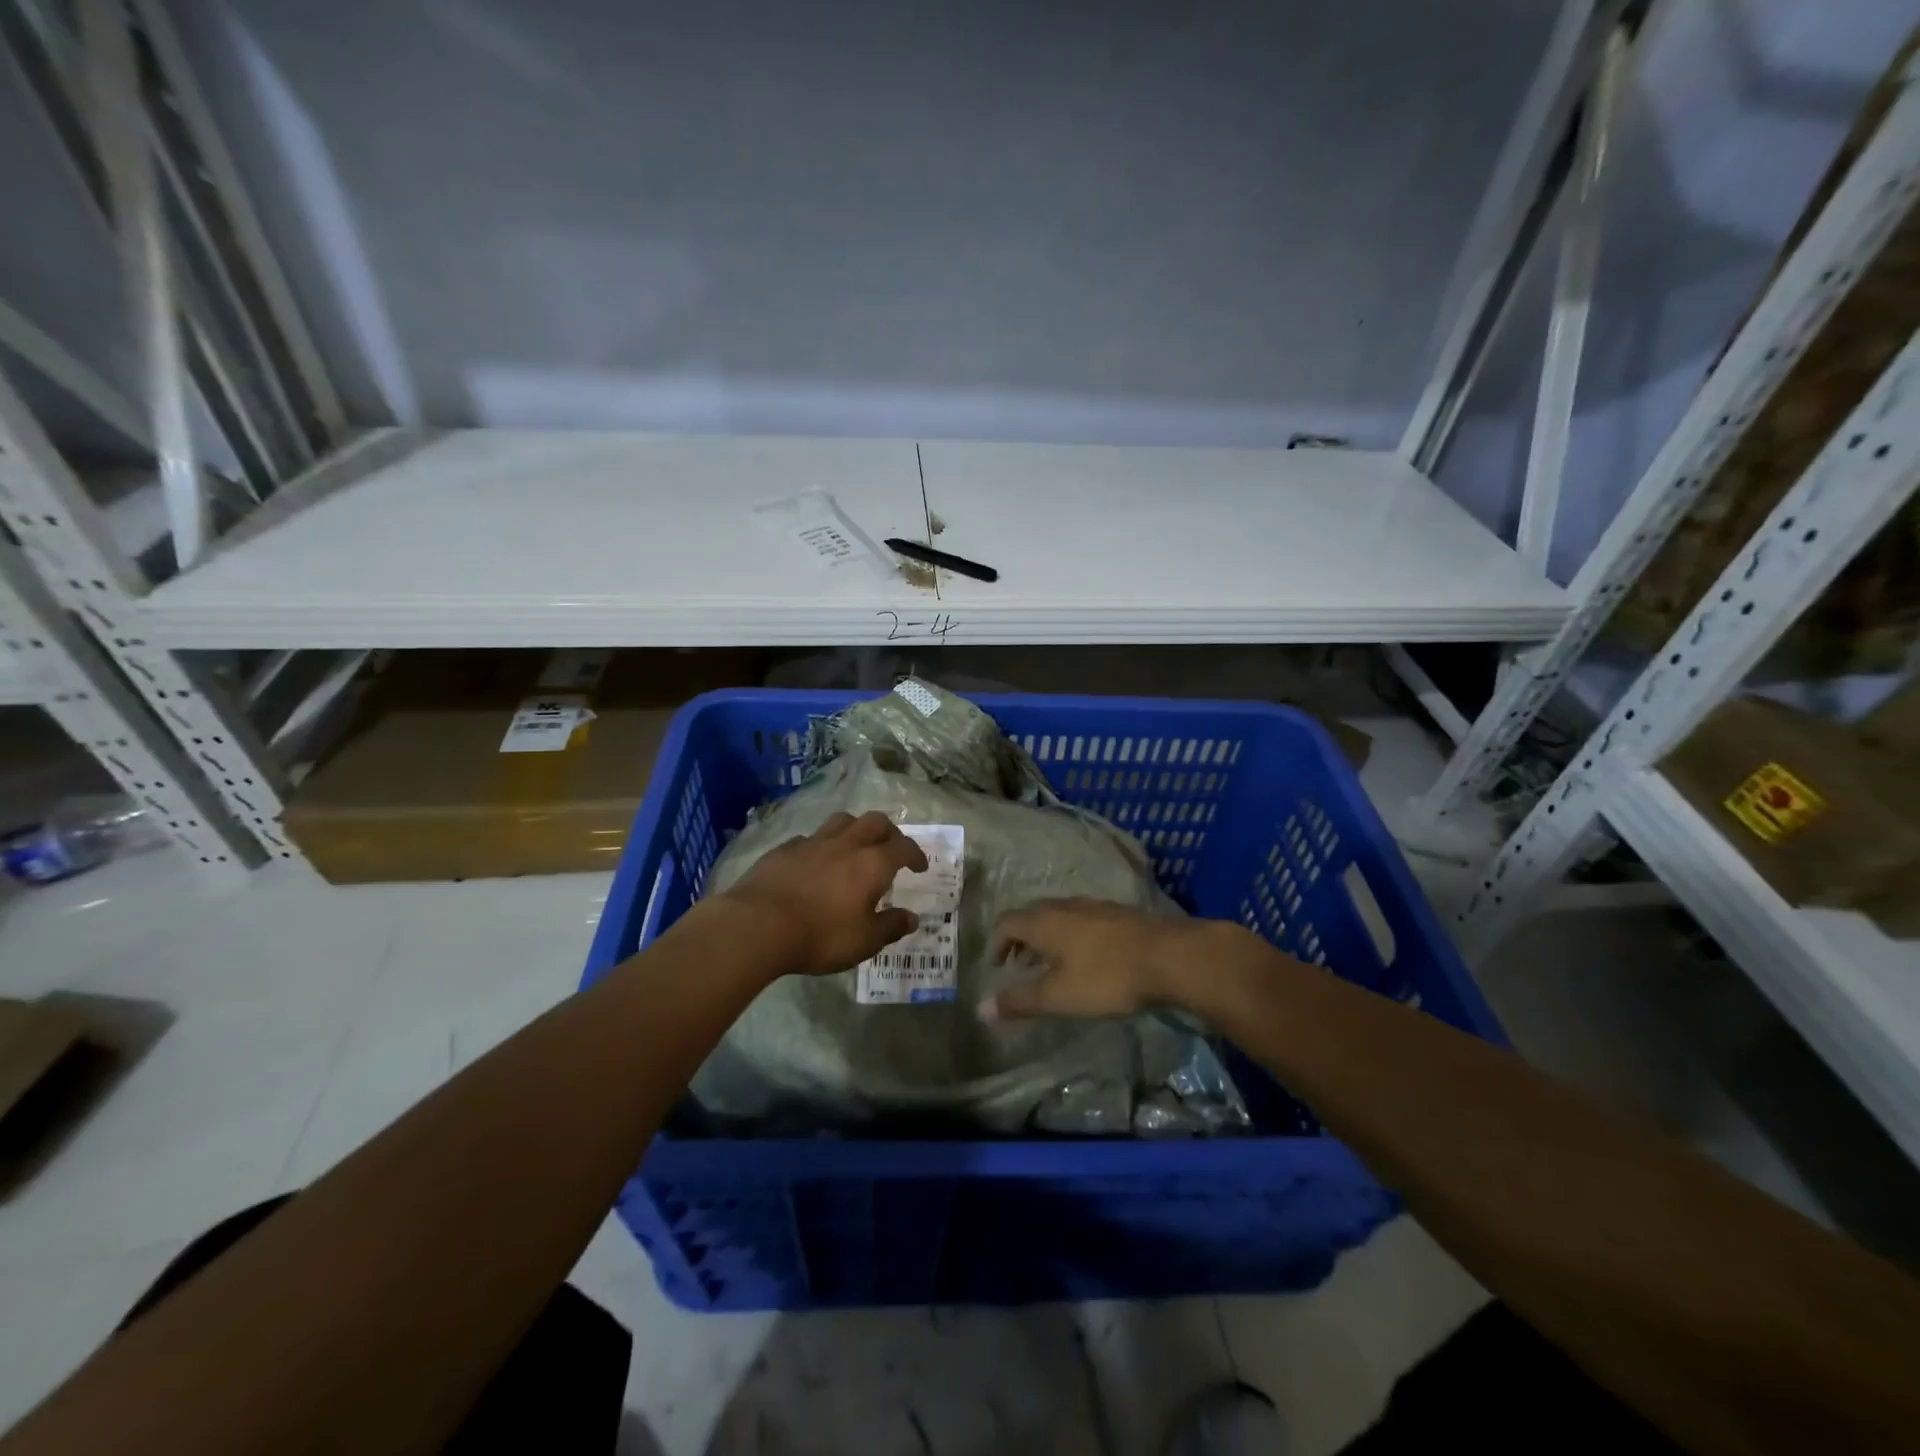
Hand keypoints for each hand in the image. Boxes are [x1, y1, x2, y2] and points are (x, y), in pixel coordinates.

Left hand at [720, 811, 928, 977]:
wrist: (758, 924)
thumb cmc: (820, 935)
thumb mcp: (864, 941)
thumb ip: (890, 927)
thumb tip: (912, 918)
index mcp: (872, 863)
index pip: (903, 847)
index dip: (915, 854)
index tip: (920, 866)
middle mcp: (846, 844)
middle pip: (875, 822)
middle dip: (889, 832)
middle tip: (892, 848)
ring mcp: (813, 842)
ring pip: (842, 821)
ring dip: (856, 829)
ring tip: (856, 846)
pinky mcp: (784, 848)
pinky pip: (811, 838)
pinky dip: (822, 845)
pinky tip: (816, 861)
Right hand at [984, 898, 1222, 1020]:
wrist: (1171, 956)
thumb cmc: (1107, 977)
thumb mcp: (1059, 996)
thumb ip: (1020, 1001)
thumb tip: (981, 1007)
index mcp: (1044, 921)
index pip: (1006, 922)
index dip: (997, 943)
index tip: (998, 967)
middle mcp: (1064, 905)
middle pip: (1032, 915)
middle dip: (1021, 939)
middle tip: (1022, 967)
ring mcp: (1094, 906)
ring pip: (1059, 915)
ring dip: (1048, 937)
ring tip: (1054, 965)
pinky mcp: (1119, 913)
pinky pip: (1083, 919)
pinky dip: (1072, 935)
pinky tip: (1089, 959)